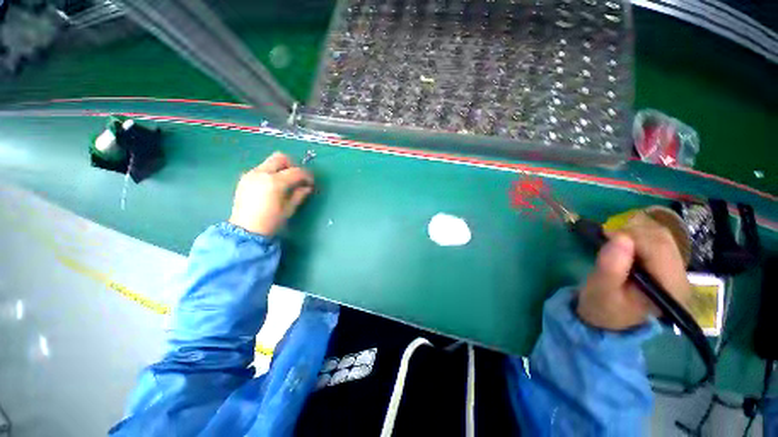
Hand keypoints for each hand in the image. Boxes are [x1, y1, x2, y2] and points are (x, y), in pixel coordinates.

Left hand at [229, 152, 313, 236]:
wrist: (245, 230)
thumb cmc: (271, 222)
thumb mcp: (289, 209)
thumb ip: (299, 194)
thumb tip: (307, 187)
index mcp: (275, 182)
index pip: (296, 171)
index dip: (307, 175)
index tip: (311, 182)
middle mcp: (261, 173)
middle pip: (280, 158)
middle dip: (292, 165)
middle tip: (297, 178)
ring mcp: (251, 174)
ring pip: (270, 162)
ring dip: (281, 168)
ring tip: (286, 183)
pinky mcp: (245, 178)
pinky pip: (261, 169)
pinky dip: (271, 173)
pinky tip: (273, 186)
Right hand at [577, 213, 691, 330]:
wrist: (606, 316)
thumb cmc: (602, 305)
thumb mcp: (600, 290)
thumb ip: (610, 267)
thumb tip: (620, 238)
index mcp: (669, 289)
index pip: (658, 249)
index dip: (631, 236)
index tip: (605, 236)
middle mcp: (681, 277)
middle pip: (662, 239)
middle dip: (632, 232)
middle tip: (607, 238)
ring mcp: (677, 270)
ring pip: (661, 235)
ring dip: (635, 231)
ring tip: (614, 241)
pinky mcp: (668, 264)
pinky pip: (658, 238)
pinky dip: (638, 234)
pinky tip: (624, 243)